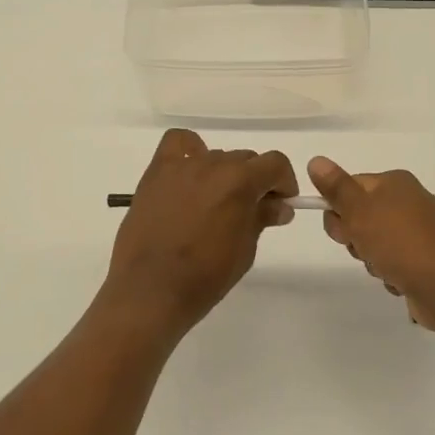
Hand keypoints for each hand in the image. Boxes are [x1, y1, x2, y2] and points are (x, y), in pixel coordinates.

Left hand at [103, 130, 296, 337]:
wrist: (150, 291)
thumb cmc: (204, 277)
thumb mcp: (245, 250)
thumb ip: (262, 218)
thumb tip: (279, 206)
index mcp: (239, 182)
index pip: (275, 163)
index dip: (284, 182)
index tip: (282, 203)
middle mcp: (212, 164)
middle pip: (245, 160)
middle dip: (254, 181)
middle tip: (250, 210)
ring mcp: (182, 165)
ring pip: (215, 156)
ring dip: (224, 174)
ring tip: (215, 203)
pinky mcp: (156, 172)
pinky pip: (177, 143)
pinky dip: (189, 150)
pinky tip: (190, 174)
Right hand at [307, 157, 434, 330]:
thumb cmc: (398, 241)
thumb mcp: (358, 210)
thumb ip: (336, 187)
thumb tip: (316, 161)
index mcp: (396, 182)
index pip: (352, 187)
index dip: (339, 209)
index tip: (342, 228)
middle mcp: (411, 201)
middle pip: (363, 215)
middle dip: (356, 236)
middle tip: (362, 248)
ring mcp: (422, 231)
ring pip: (377, 242)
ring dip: (372, 258)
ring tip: (384, 268)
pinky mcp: (428, 259)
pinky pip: (396, 262)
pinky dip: (392, 272)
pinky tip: (399, 281)